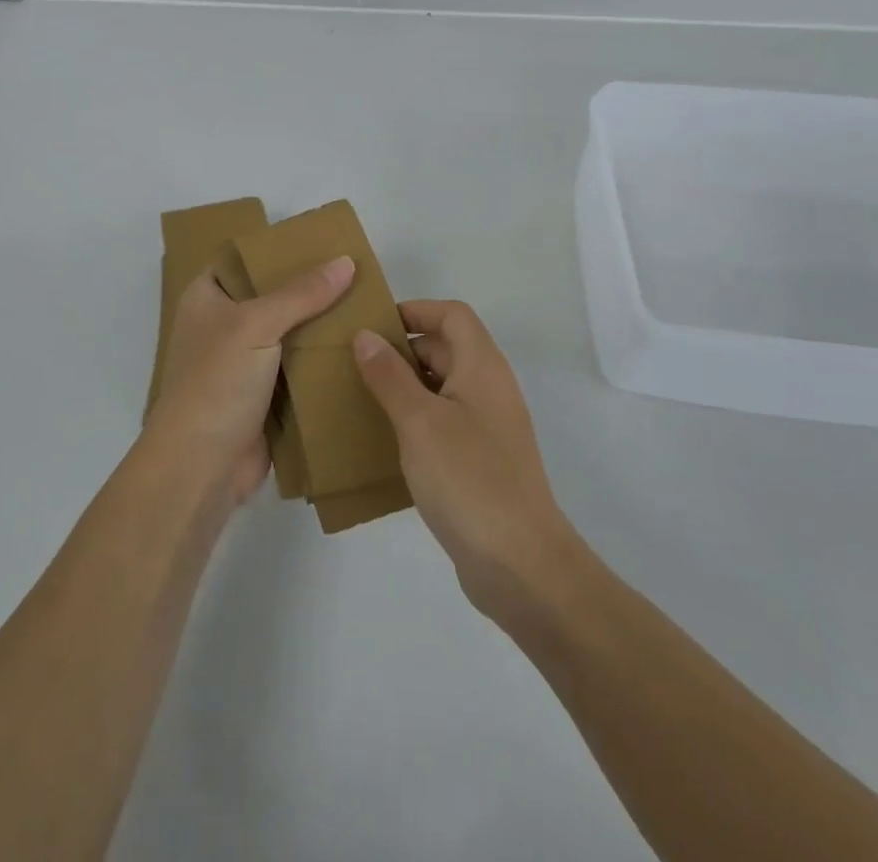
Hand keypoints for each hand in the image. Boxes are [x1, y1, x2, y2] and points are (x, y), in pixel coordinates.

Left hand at [148, 257, 354, 502]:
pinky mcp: (264, 397)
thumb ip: (301, 293)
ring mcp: (244, 363)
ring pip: (289, 334)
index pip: (243, 260)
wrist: (201, 466)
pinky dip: (322, 362)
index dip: (277, 249)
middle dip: (310, 289)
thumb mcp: (256, 325)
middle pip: (272, 296)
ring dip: (321, 327)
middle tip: (358, 274)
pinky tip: (359, 349)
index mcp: (207, 298)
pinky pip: (298, 369)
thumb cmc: (216, 382)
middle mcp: (223, 325)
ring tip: (368, 306)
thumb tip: (346, 262)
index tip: (322, 241)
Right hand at [353, 301, 571, 615]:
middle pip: (447, 348)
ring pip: (443, 387)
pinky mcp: (482, 461)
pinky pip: (445, 422)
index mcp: (482, 367)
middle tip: (356, 363)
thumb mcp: (419, 421)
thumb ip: (389, 375)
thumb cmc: (469, 479)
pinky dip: (416, 419)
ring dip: (406, 385)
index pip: (452, 315)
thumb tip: (365, 335)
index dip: (415, 310)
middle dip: (403, 349)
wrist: (521, 565)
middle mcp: (490, 389)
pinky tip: (386, 440)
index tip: (373, 325)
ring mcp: (489, 427)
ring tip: (362, 397)